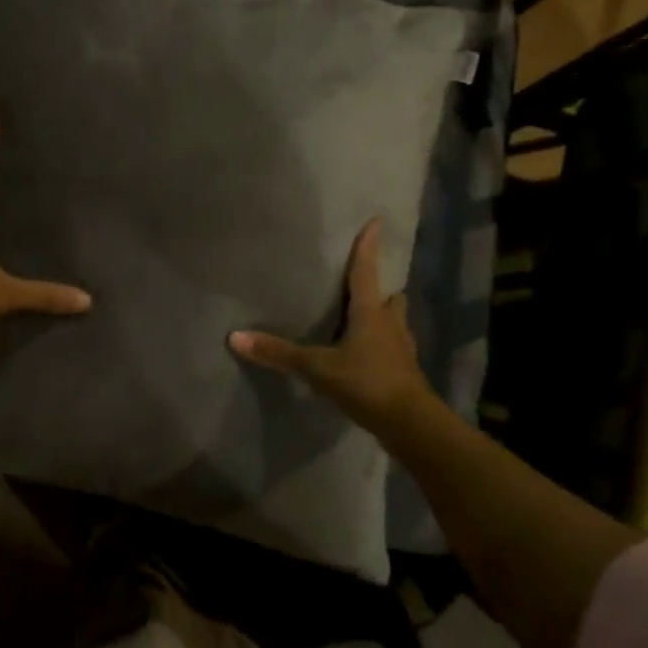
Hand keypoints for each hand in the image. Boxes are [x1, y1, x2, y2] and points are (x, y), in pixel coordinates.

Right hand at [229, 219, 440, 440]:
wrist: (411, 426)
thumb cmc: (368, 383)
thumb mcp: (318, 367)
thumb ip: (279, 353)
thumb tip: (235, 337)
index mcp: (371, 313)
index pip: (367, 271)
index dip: (369, 246)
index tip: (377, 221)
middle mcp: (391, 325)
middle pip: (390, 298)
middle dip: (380, 289)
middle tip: (364, 284)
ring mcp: (402, 350)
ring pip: (395, 324)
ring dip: (384, 318)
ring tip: (364, 319)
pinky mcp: (405, 374)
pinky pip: (393, 350)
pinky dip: (383, 347)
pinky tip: (368, 356)